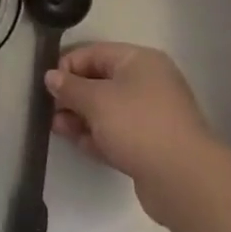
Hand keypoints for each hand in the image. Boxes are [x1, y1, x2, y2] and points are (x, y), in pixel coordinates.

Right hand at [48, 43, 214, 217]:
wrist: (183, 178)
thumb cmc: (137, 124)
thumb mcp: (96, 100)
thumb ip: (69, 87)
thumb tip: (51, 76)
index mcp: (139, 61)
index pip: (94, 53)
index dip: (67, 66)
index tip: (47, 86)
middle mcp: (147, 82)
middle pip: (100, 81)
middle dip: (73, 95)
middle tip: (48, 110)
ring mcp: (150, 115)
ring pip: (107, 110)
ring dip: (81, 117)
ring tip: (56, 128)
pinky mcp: (150, 144)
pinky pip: (117, 132)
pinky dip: (97, 135)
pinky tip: (77, 143)